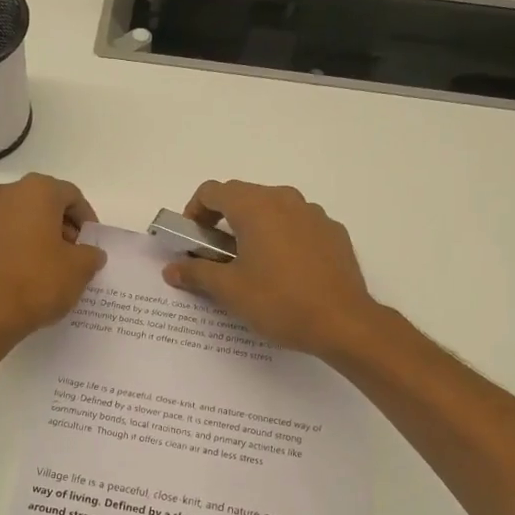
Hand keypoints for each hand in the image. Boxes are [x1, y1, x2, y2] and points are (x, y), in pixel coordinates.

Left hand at [0, 174, 105, 344]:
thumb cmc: (38, 282)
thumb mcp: (80, 269)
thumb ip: (91, 254)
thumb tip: (89, 253)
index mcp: (36, 191)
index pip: (71, 196)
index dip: (87, 219)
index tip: (92, 243)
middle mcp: (6, 195)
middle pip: (42, 204)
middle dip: (61, 226)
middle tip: (74, 254)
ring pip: (19, 220)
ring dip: (37, 237)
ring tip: (49, 267)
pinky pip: (0, 240)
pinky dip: (15, 250)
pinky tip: (23, 276)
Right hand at [162, 180, 381, 358]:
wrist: (343, 322)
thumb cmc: (278, 301)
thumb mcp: (229, 290)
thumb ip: (196, 273)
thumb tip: (171, 269)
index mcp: (255, 207)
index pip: (212, 191)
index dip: (194, 212)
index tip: (192, 240)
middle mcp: (285, 199)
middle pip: (242, 196)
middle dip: (222, 220)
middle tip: (215, 255)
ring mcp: (313, 214)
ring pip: (272, 209)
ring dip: (253, 227)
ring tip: (250, 264)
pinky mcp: (333, 232)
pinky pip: (297, 225)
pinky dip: (282, 237)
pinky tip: (284, 271)